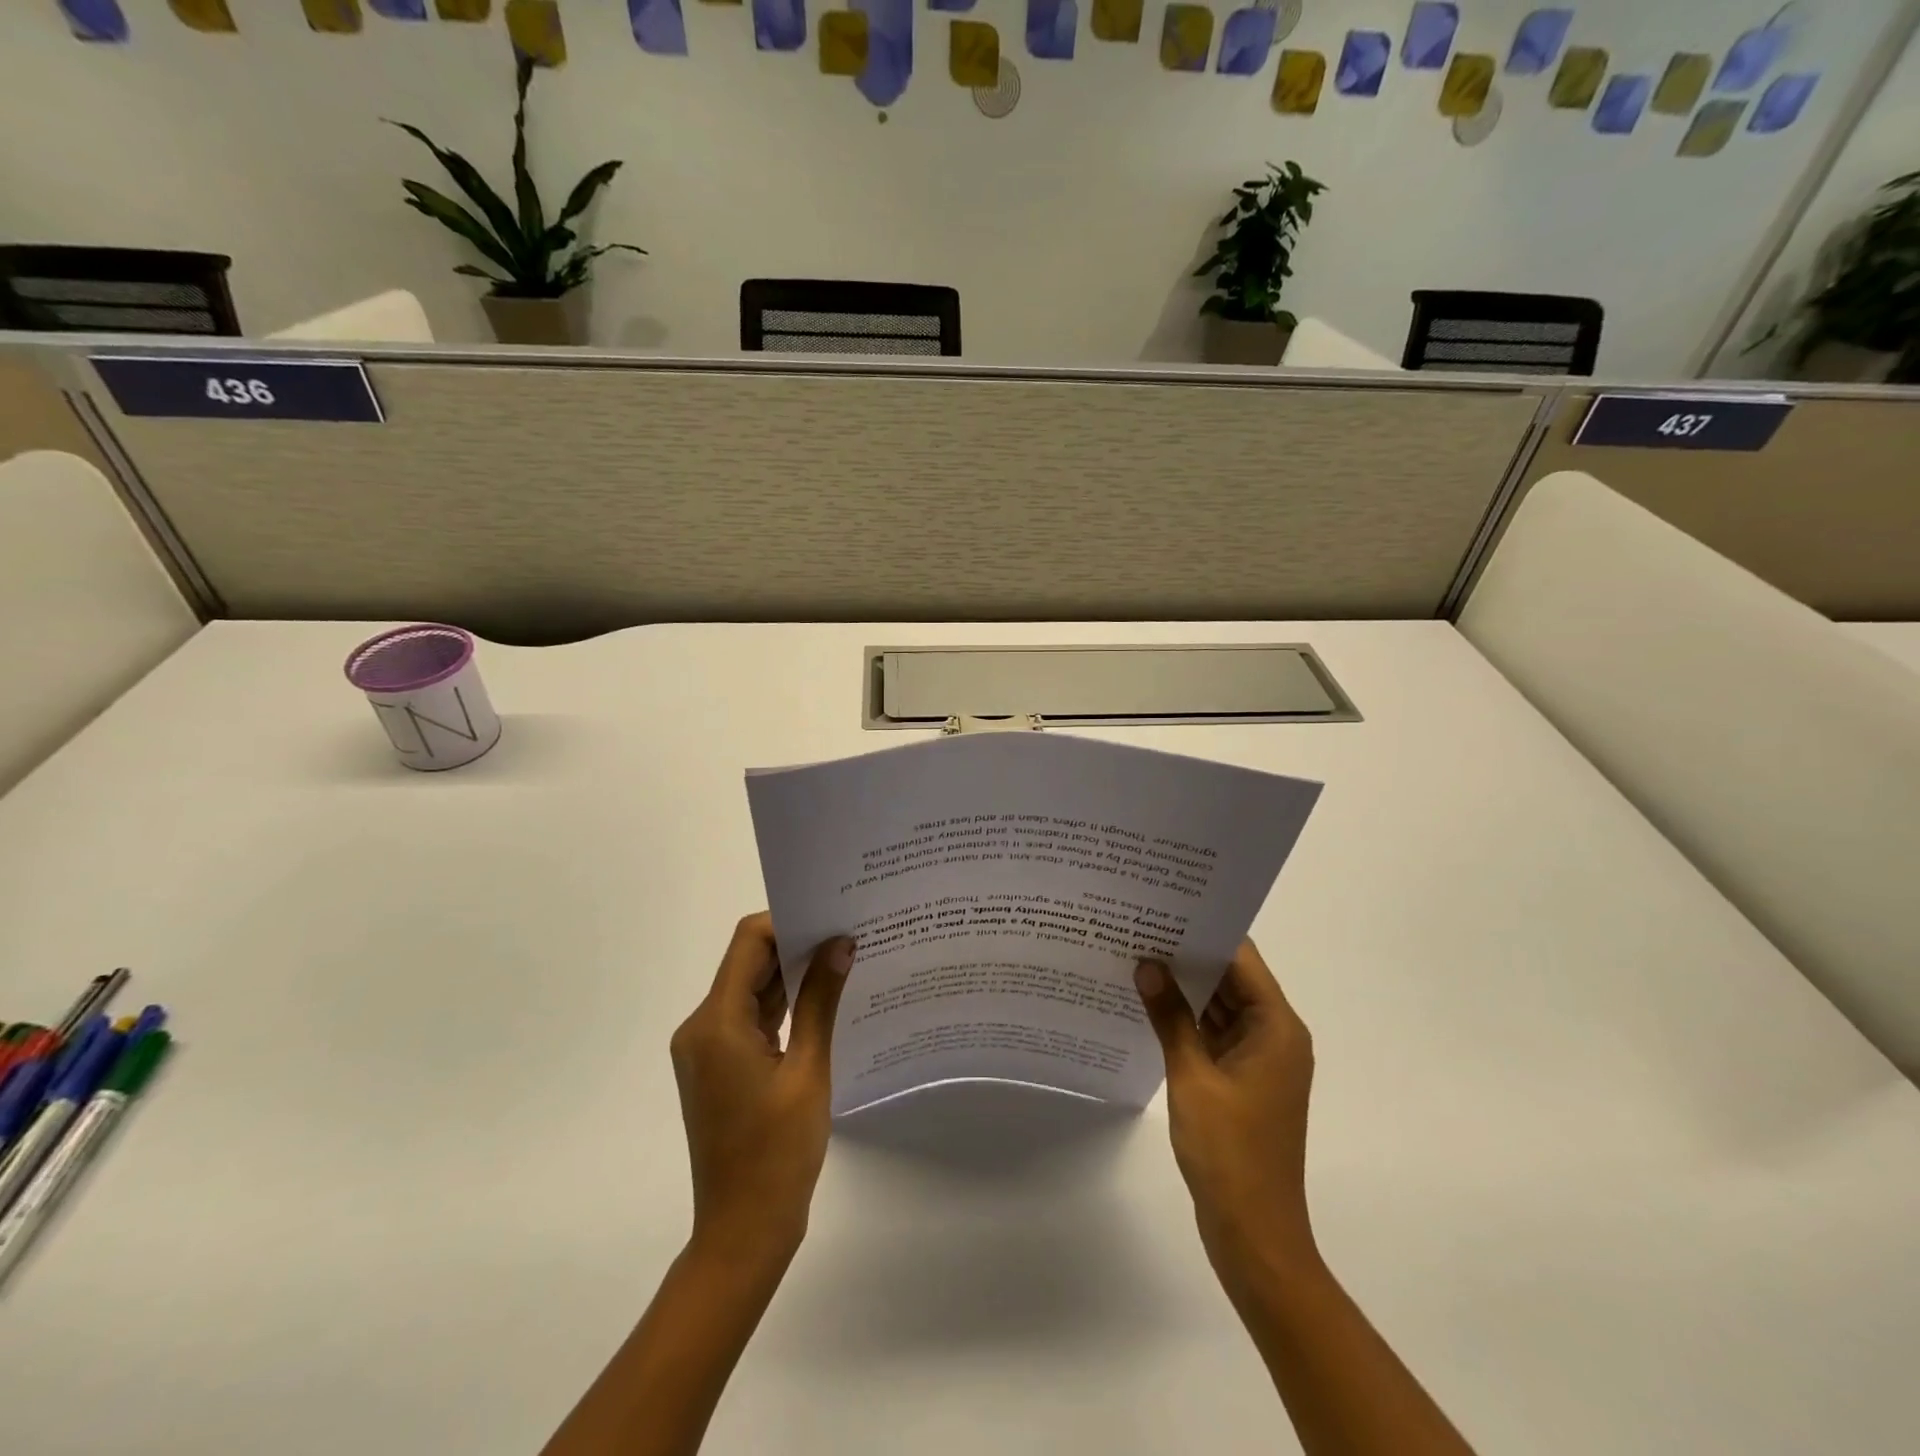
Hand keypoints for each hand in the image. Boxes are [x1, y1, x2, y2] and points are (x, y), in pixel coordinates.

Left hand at [670, 912, 854, 1267]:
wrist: (743, 1230)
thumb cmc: (778, 1152)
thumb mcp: (809, 1069)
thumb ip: (821, 1000)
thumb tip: (841, 943)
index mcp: (716, 1023)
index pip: (749, 942)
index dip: (788, 921)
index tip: (832, 916)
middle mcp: (702, 1027)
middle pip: (749, 963)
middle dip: (796, 944)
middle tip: (847, 932)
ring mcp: (708, 1048)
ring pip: (752, 990)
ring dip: (791, 975)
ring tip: (843, 959)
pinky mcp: (719, 1066)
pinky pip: (751, 1018)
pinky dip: (783, 1005)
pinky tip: (823, 999)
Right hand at [1135, 940, 1317, 1280]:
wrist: (1255, 1236)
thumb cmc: (1229, 1152)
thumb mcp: (1192, 1077)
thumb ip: (1170, 1017)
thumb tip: (1147, 965)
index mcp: (1277, 1027)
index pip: (1241, 959)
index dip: (1205, 931)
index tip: (1164, 908)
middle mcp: (1276, 1036)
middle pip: (1232, 979)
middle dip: (1189, 956)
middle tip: (1140, 927)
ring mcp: (1260, 1060)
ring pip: (1222, 1007)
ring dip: (1186, 988)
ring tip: (1138, 956)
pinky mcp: (1244, 1081)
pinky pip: (1216, 1035)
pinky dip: (1188, 1020)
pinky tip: (1150, 1004)